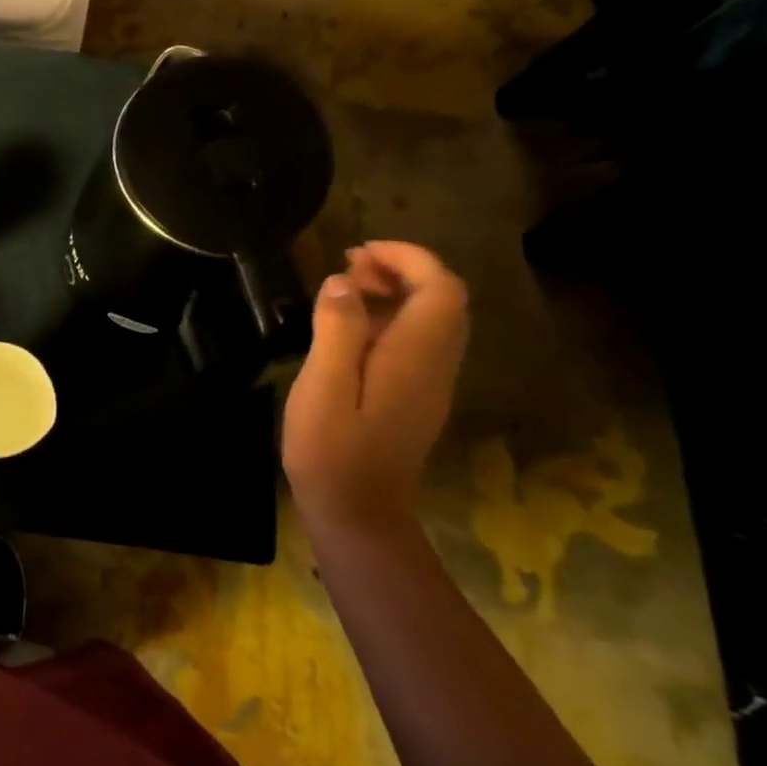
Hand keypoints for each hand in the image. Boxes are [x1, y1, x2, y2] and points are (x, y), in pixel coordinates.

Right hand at [281, 241, 468, 540]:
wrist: (357, 514)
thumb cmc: (332, 451)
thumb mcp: (323, 386)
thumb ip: (336, 330)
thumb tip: (345, 282)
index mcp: (415, 357)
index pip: (440, 288)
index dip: (407, 258)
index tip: (358, 251)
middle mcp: (435, 365)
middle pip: (443, 300)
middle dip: (402, 270)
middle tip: (347, 268)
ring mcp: (429, 384)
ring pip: (432, 320)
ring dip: (396, 293)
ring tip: (344, 290)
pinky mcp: (415, 398)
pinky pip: (418, 342)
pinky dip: (391, 319)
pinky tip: (349, 330)